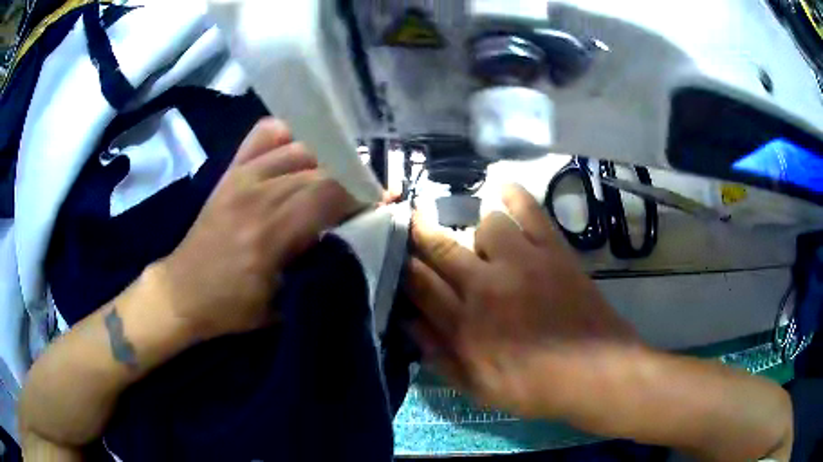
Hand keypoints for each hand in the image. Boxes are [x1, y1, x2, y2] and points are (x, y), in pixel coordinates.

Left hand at [159, 118, 359, 339]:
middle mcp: (259, 194)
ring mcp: (243, 176)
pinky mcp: (231, 171)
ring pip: (301, 148)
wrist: (181, 291)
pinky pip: (265, 134)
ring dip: (327, 160)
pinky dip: (288, 136)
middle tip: (364, 194)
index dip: (363, 194)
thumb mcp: (281, 306)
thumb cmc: (230, 306)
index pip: (331, 193)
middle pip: (321, 168)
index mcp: (271, 233)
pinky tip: (298, 152)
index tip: (380, 203)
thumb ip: (316, 271)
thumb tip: (350, 243)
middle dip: (352, 179)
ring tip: (337, 176)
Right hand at [408, 184, 641, 418]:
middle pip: (441, 248)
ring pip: (485, 225)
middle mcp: (487, 287)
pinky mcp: (552, 250)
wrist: (594, 372)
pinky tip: (501, 187)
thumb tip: (409, 324)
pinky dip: (514, 194)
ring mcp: (522, 262)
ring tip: (485, 247)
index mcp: (465, 326)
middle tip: (411, 223)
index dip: (403, 266)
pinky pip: (529, 210)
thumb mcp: (477, 389)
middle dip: (420, 233)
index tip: (395, 255)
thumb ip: (439, 356)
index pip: (419, 285)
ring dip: (477, 233)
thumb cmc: (534, 388)